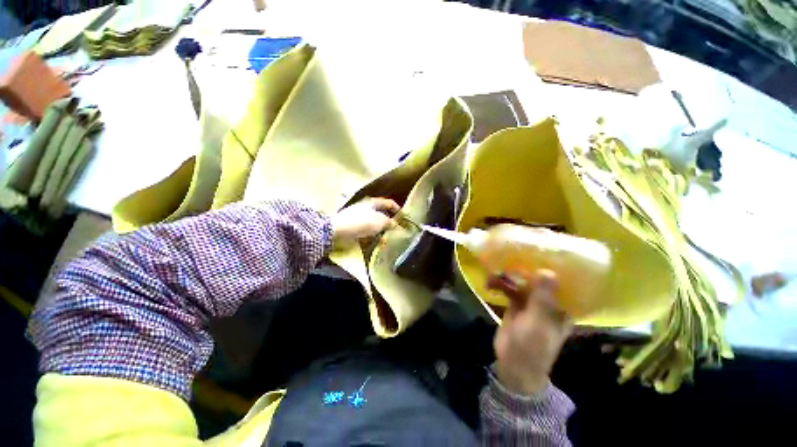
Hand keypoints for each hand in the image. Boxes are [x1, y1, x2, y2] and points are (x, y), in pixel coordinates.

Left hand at [331, 198, 399, 245]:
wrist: (339, 230)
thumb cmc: (362, 222)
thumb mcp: (380, 221)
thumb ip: (389, 222)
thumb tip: (395, 224)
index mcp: (374, 202)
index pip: (389, 203)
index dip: (397, 209)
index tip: (404, 217)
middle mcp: (367, 208)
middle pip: (382, 213)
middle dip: (389, 222)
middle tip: (396, 230)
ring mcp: (360, 217)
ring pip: (375, 223)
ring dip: (381, 230)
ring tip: (388, 238)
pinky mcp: (355, 226)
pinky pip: (367, 230)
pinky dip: (373, 235)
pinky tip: (377, 242)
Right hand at [490, 270, 571, 394]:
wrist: (513, 364)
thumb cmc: (533, 346)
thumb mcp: (539, 322)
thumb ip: (543, 298)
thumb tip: (548, 271)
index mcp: (561, 308)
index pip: (562, 283)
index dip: (553, 267)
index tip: (542, 251)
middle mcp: (548, 302)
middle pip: (538, 280)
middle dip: (524, 269)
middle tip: (510, 258)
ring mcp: (530, 303)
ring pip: (521, 283)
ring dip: (508, 277)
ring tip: (495, 273)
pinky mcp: (515, 304)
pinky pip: (508, 289)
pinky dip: (500, 284)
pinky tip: (490, 282)